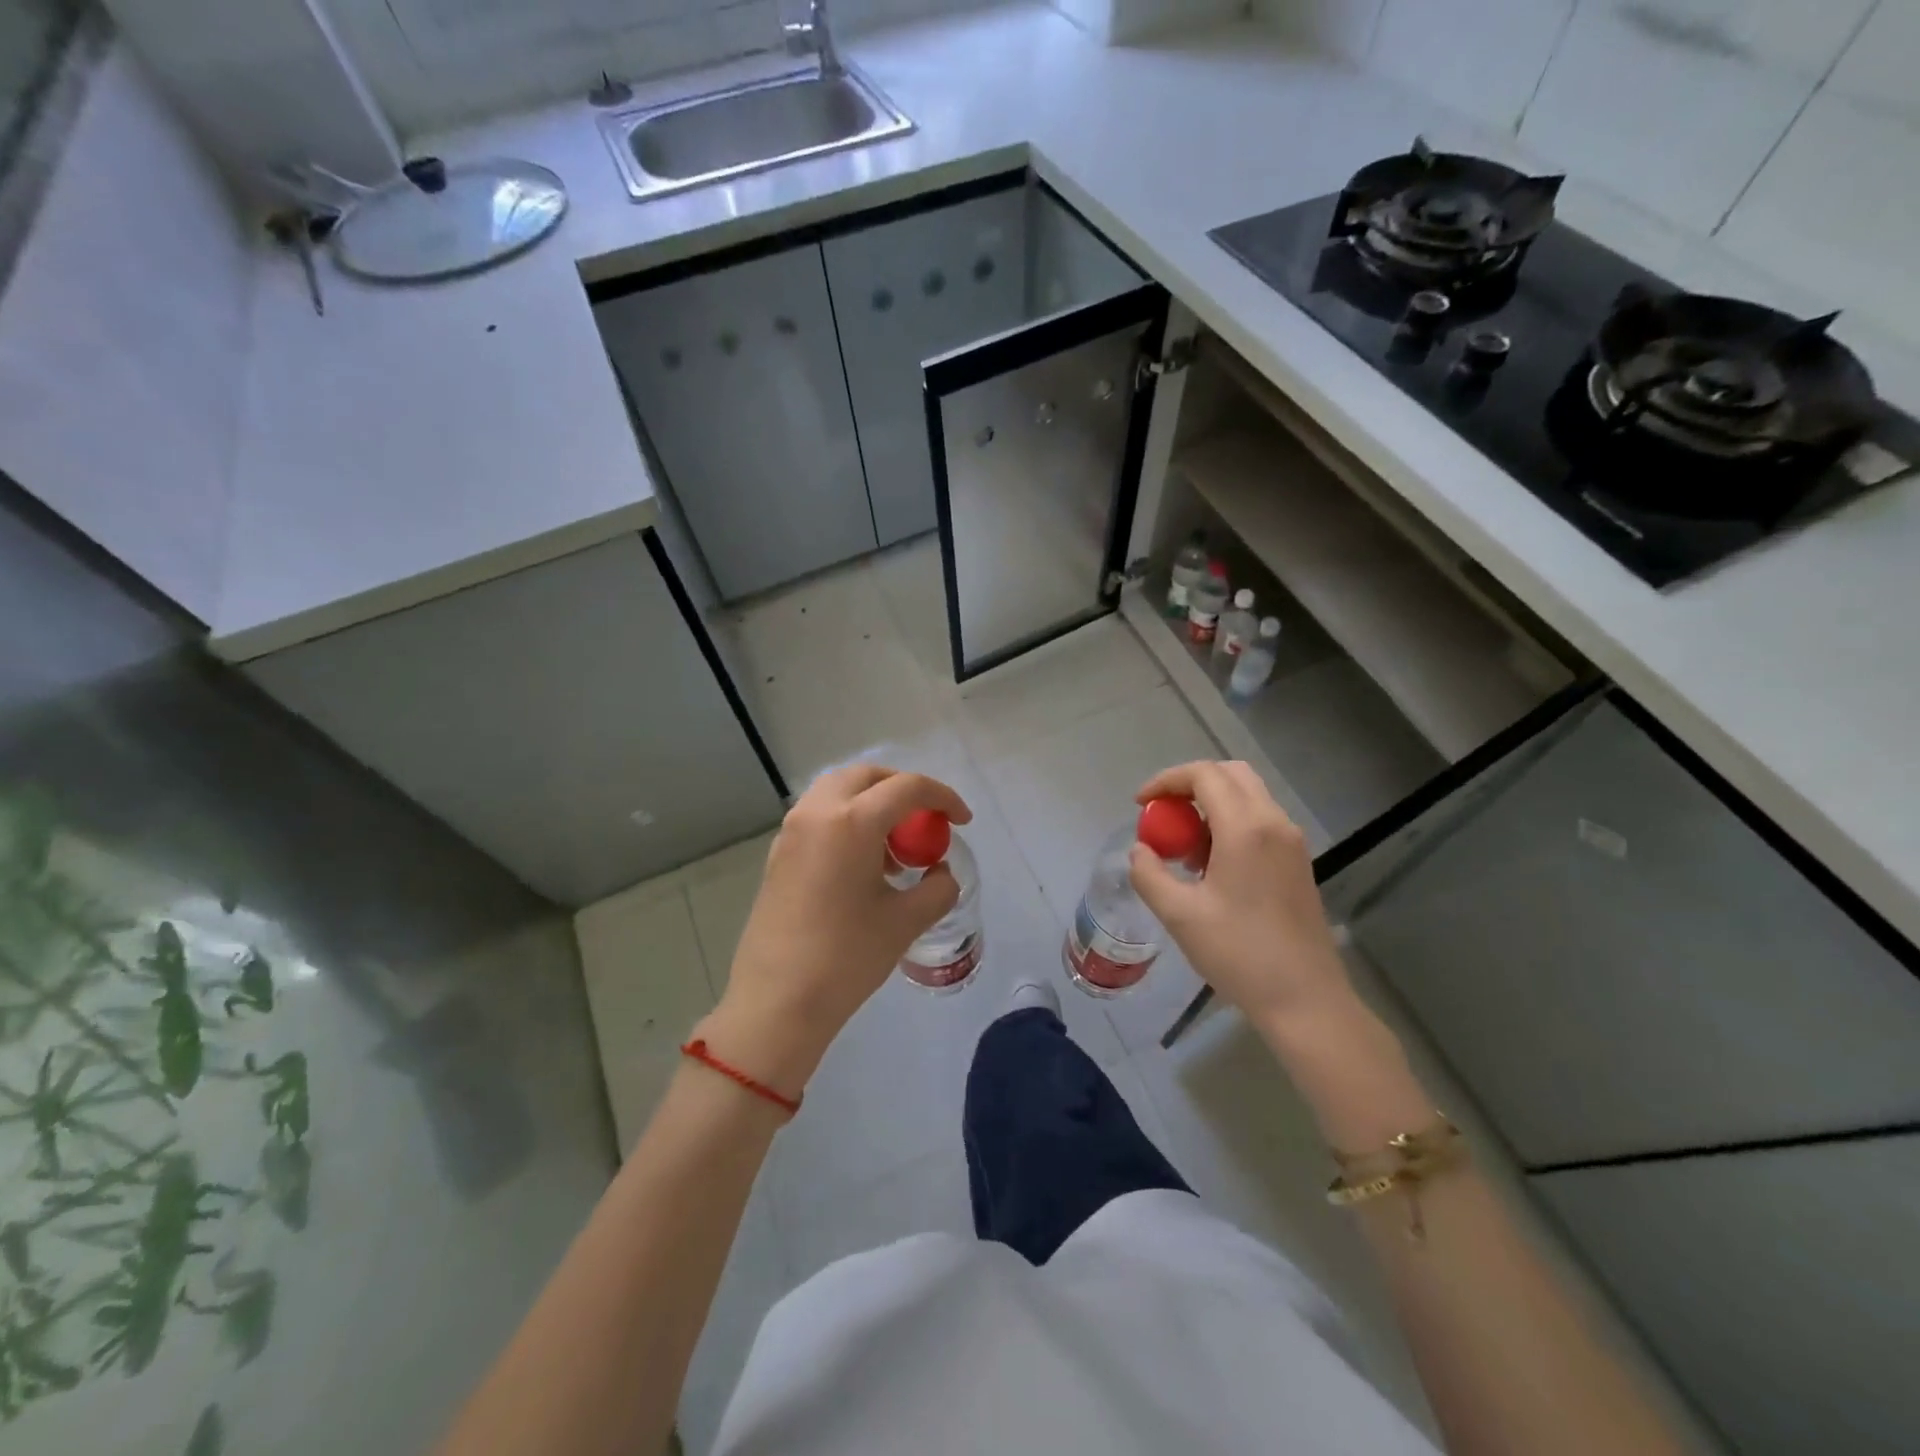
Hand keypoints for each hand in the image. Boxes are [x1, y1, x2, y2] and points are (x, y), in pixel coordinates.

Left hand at [697, 764, 970, 1096]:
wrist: (777, 1002)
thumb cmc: (846, 958)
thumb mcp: (905, 922)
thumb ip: (937, 888)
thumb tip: (941, 874)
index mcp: (851, 821)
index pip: (907, 788)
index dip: (943, 797)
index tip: (962, 821)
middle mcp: (817, 813)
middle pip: (867, 776)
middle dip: (903, 788)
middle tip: (927, 819)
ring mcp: (791, 831)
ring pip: (838, 791)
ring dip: (872, 802)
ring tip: (895, 846)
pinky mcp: (779, 853)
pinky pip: (820, 815)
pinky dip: (848, 820)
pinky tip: (864, 864)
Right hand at [1127, 761, 1351, 1033]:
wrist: (1305, 1000)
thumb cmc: (1239, 954)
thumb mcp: (1179, 915)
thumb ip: (1149, 874)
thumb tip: (1140, 851)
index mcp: (1246, 828)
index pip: (1204, 775)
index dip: (1166, 781)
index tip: (1140, 805)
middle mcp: (1274, 823)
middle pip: (1230, 775)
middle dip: (1190, 784)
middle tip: (1162, 814)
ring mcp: (1292, 842)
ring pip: (1248, 796)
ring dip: (1211, 804)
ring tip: (1184, 845)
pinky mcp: (1298, 862)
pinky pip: (1260, 820)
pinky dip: (1230, 823)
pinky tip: (1211, 864)